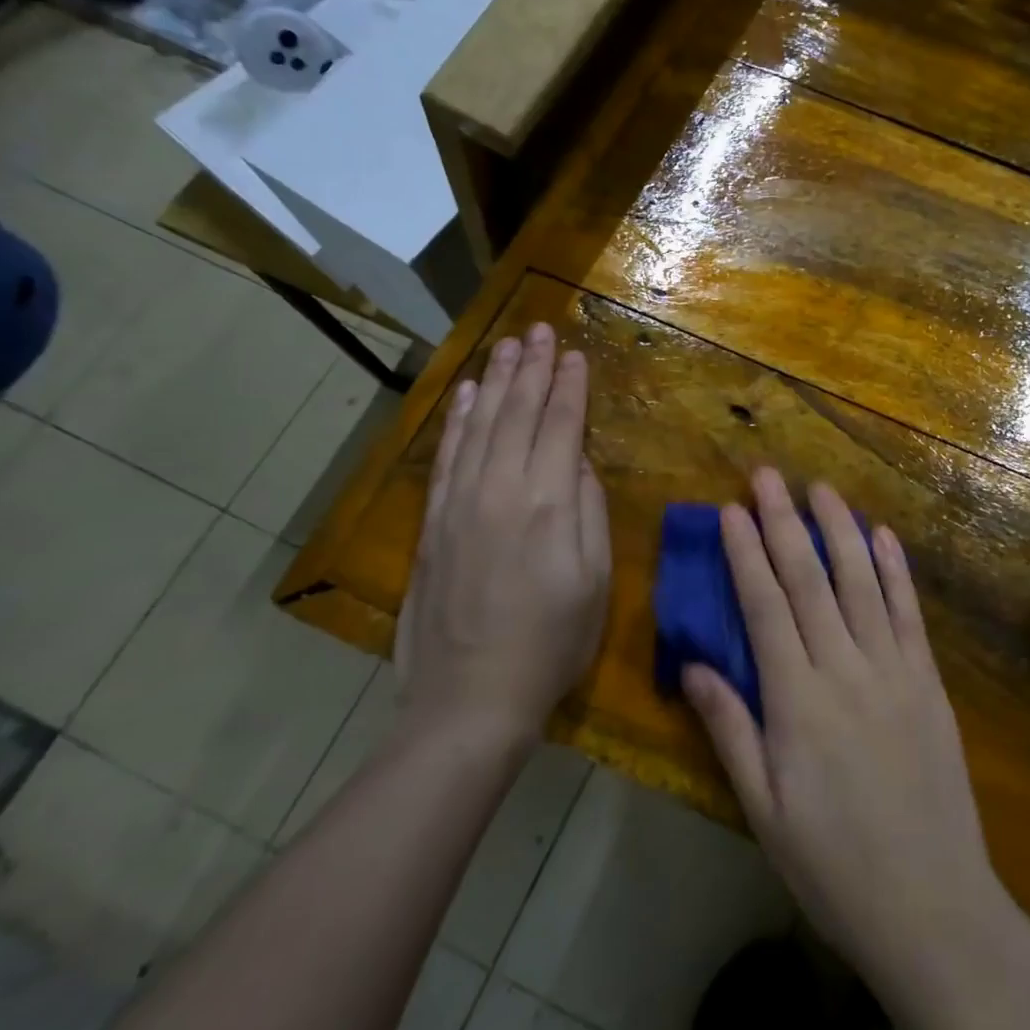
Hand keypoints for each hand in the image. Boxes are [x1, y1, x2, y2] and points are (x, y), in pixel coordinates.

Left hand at [397, 322, 610, 748]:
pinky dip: (457, 420)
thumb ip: (589, 512)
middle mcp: (501, 489)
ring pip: (480, 425)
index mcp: (548, 503)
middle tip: (540, 331)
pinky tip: (465, 395)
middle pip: (517, 413)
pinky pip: (447, 455)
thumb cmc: (551, 644)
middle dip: (532, 368)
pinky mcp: (434, 522)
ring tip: (507, 345)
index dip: (570, 387)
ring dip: (494, 381)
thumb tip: (578, 464)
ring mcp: (460, 503)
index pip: (560, 426)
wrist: (470, 698)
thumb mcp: (595, 581)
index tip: (575, 355)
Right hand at [681, 468, 1009, 992]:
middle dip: (784, 522)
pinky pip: (910, 613)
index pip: (765, 607)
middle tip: (768, 475)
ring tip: (821, 488)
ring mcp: (894, 670)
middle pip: (810, 580)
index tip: (731, 509)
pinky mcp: (929, 682)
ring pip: (862, 582)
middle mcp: (845, 669)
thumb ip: (730, 730)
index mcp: (797, 700)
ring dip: (839, 530)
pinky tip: (883, 536)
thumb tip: (692, 666)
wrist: (933, 906)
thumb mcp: (764, 810)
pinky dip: (896, 569)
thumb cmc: (833, 865)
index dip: (746, 553)